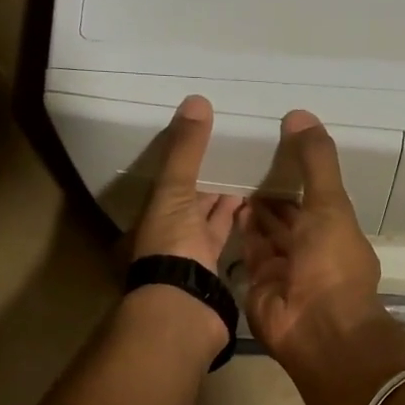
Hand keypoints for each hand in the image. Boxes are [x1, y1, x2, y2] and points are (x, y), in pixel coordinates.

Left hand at [129, 95, 242, 271]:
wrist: (184, 304)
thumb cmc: (172, 243)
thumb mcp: (175, 190)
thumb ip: (186, 151)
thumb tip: (196, 100)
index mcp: (151, 211)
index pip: (170, 178)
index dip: (187, 158)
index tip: (210, 135)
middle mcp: (167, 230)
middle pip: (190, 198)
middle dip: (209, 177)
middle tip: (235, 150)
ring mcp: (190, 251)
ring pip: (208, 216)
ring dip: (225, 198)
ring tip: (249, 171)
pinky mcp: (213, 266)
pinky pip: (224, 234)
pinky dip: (235, 219)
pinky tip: (253, 203)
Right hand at [239, 111, 385, 368]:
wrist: (315, 328)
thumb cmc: (331, 263)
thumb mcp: (330, 204)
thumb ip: (316, 161)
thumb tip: (300, 114)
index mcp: (335, 230)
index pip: (315, 196)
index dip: (298, 172)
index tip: (275, 143)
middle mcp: (310, 249)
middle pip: (288, 214)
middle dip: (271, 190)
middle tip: (244, 155)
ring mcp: (284, 269)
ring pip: (267, 232)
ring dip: (252, 207)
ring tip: (229, 172)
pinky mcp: (258, 283)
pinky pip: (248, 251)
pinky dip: (239, 230)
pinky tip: (223, 203)